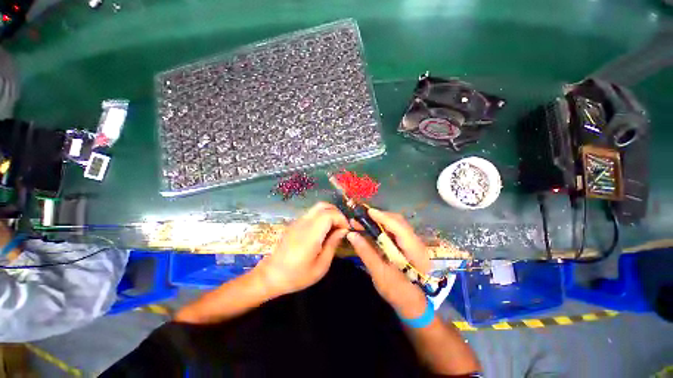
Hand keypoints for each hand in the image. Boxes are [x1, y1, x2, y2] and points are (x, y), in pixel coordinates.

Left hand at [255, 202, 348, 297]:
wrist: (270, 276)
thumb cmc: (297, 275)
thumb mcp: (321, 266)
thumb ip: (333, 244)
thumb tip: (343, 230)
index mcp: (310, 233)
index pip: (329, 214)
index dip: (341, 219)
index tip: (346, 230)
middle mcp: (303, 222)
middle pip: (323, 206)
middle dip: (336, 213)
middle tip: (342, 227)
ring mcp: (298, 221)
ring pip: (317, 207)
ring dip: (329, 213)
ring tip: (334, 228)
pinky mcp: (295, 223)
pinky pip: (312, 213)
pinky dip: (322, 216)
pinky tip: (323, 230)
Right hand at [347, 208, 429, 317]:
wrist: (414, 303)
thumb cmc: (398, 293)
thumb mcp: (379, 274)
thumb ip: (366, 253)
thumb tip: (351, 235)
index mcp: (415, 253)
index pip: (400, 229)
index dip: (384, 218)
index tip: (368, 212)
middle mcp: (418, 243)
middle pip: (399, 222)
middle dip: (380, 217)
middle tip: (362, 217)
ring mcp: (414, 242)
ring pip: (397, 224)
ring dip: (380, 220)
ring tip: (364, 220)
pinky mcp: (408, 243)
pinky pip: (395, 229)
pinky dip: (383, 226)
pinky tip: (372, 227)